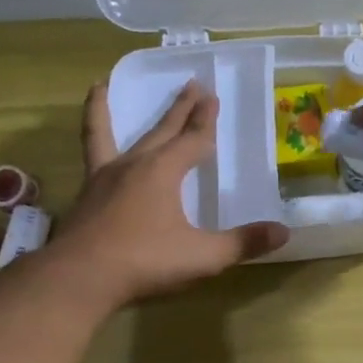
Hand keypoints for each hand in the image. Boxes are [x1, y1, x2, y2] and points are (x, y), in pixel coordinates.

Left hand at [51, 80, 288, 303]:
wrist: (80, 279)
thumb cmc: (145, 262)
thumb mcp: (203, 256)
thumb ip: (243, 243)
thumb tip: (284, 232)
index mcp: (164, 172)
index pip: (193, 141)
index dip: (206, 121)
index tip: (214, 98)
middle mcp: (135, 165)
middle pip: (163, 130)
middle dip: (181, 109)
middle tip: (193, 84)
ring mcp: (105, 176)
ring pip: (117, 134)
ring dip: (116, 109)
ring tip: (103, 83)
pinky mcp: (86, 193)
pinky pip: (87, 152)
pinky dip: (84, 133)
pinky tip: (79, 132)